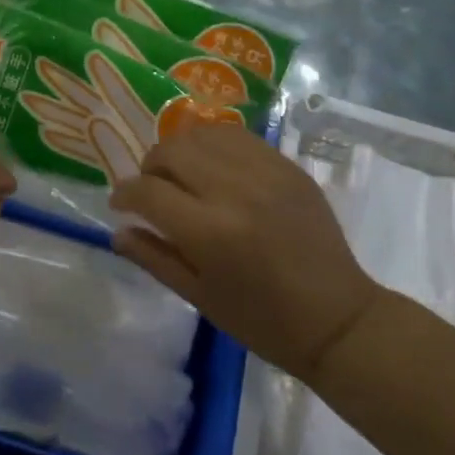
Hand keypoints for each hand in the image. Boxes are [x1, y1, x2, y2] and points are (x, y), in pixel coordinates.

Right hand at [109, 126, 382, 382]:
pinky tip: (211, 165)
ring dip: (179, 150)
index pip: (147, 191)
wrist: (337, 318)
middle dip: (149, 167)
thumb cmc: (262, 320)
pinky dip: (212, 144)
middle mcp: (234, 191)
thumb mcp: (199, 297)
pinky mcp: (287, 166)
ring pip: (201, 135)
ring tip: (180, 173)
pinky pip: (237, 136)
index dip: (124, 194)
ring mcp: (265, 172)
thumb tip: (118, 231)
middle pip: (171, 151)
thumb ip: (154, 258)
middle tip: (150, 188)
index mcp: (209, 232)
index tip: (119, 203)